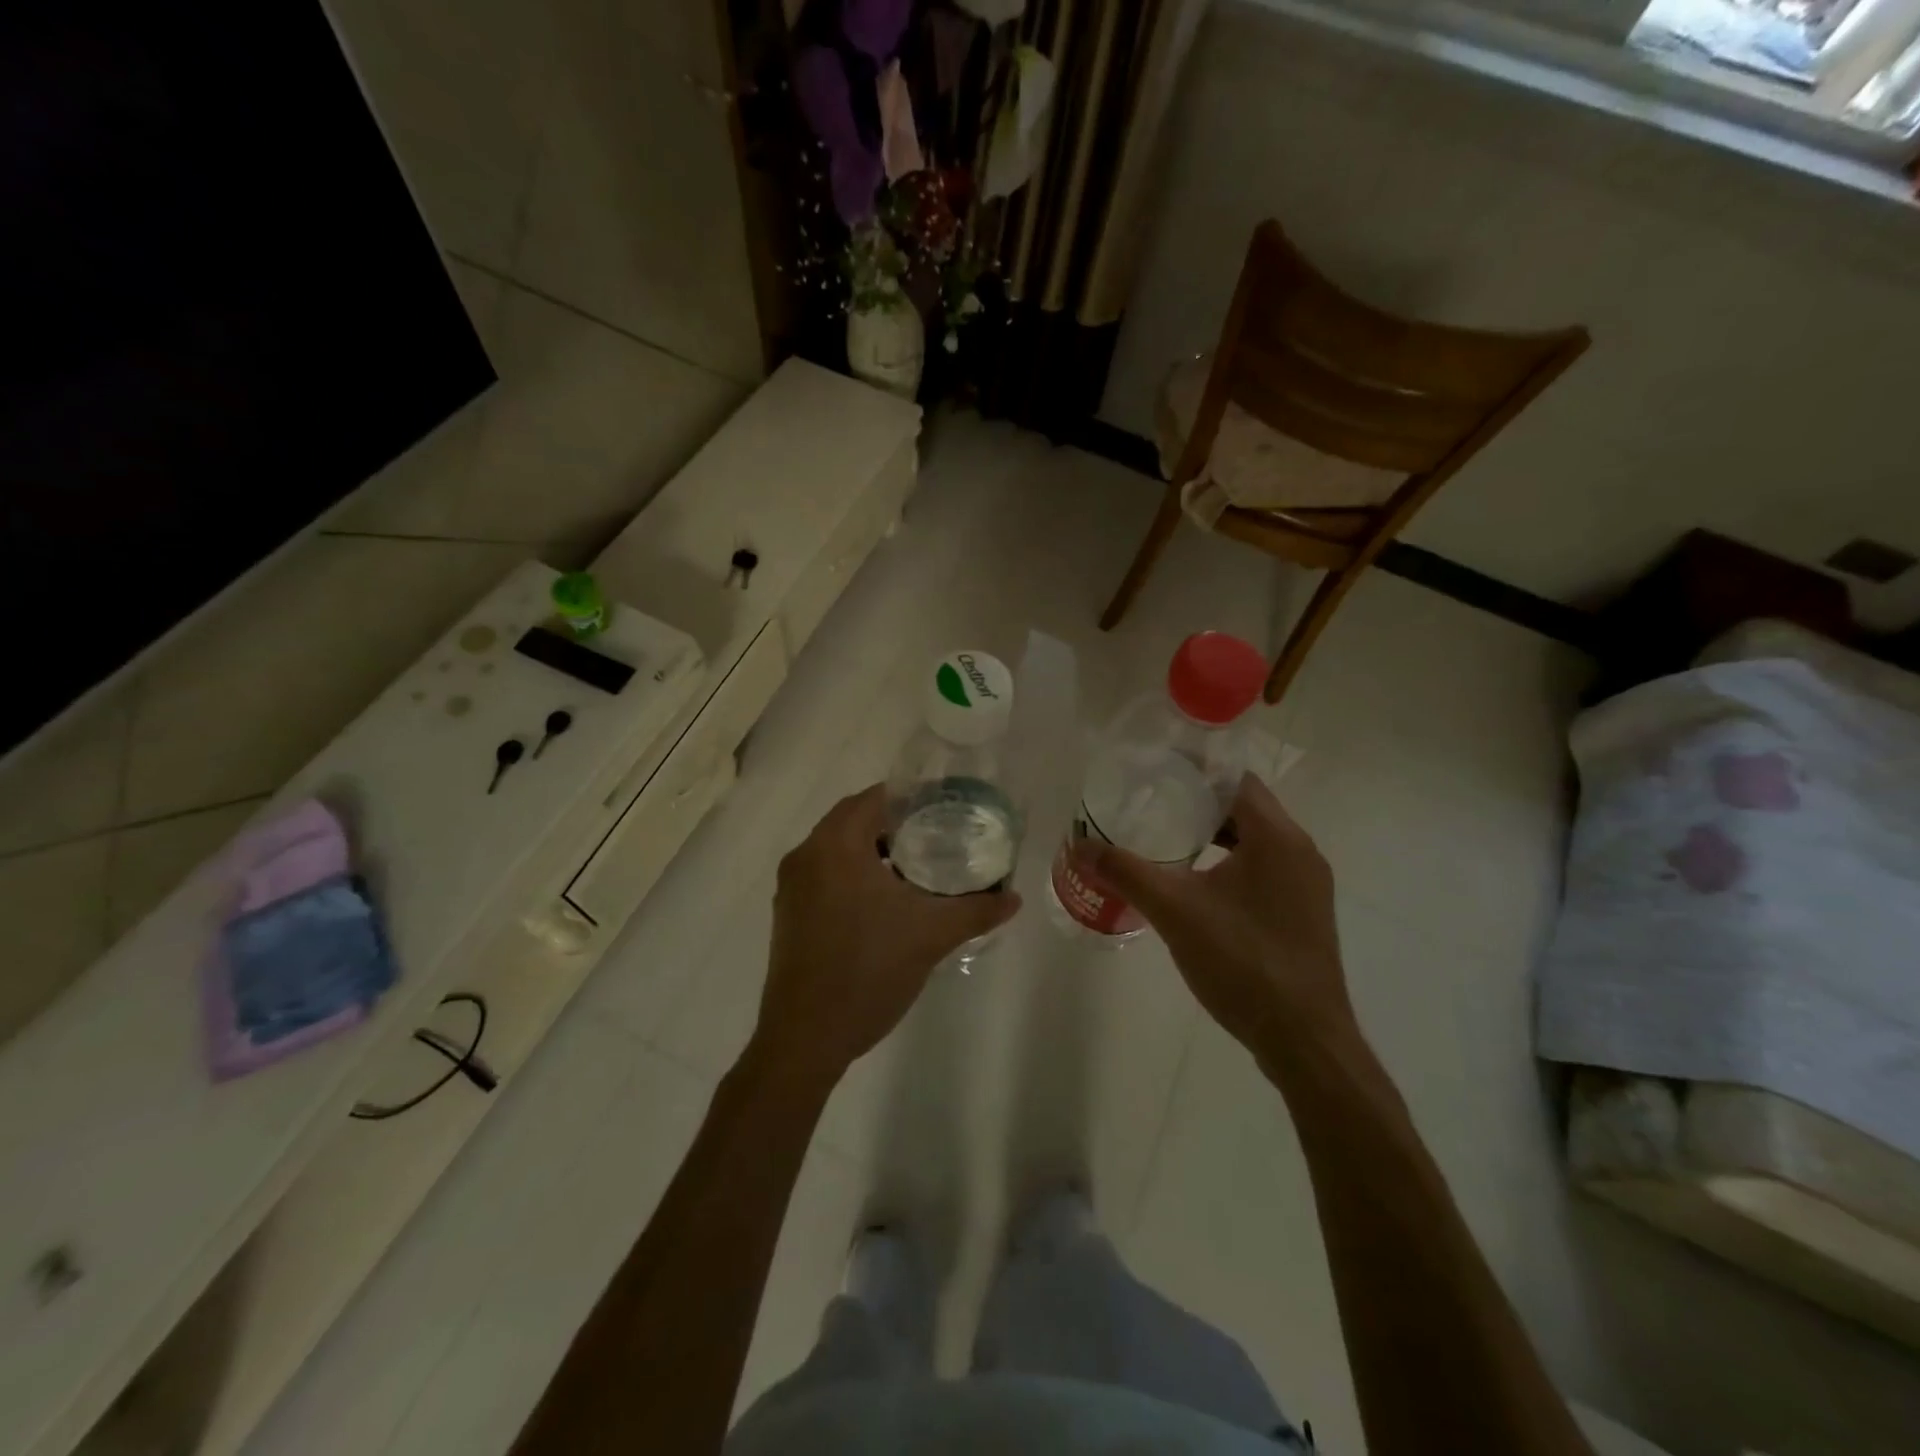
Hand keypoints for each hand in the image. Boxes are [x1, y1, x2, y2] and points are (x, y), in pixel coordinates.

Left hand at [748, 785, 1021, 1089]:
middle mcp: (805, 856)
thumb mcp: (930, 936)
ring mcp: (792, 887)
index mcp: (834, 846)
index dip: (911, 798)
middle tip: (937, 835)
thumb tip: (1014, 898)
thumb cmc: (868, 971)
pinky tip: (886, 901)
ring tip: (918, 866)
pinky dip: (854, 874)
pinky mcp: (789, 914)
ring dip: (874, 851)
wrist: (805, 1038)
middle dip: (895, 824)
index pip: (873, 798)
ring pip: (838, 850)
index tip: (944, 807)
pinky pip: (825, 875)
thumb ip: (976, 910)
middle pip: (854, 820)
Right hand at [1079, 773, 1351, 1054]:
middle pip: (1246, 808)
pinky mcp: (1304, 913)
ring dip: (1216, 835)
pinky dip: (1231, 863)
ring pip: (1256, 841)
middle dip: (1199, 804)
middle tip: (1152, 803)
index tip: (1156, 771)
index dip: (1196, 771)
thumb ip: (1126, 872)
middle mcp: (1301, 852)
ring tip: (1168, 839)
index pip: (1237, 780)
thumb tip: (1080, 845)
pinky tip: (1197, 884)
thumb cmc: (1242, 962)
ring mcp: (1308, 885)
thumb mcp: (1175, 912)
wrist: (1304, 1040)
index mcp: (1278, 838)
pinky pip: (1265, 869)